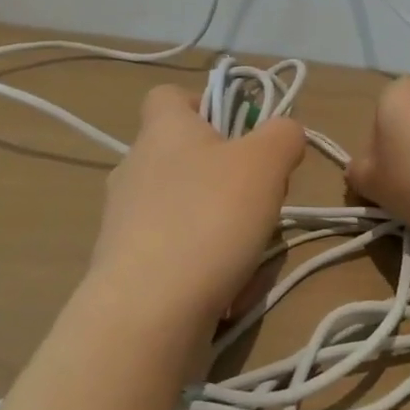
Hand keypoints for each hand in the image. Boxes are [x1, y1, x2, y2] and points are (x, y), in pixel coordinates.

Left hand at [89, 85, 306, 337]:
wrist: (146, 314)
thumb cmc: (209, 217)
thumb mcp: (266, 162)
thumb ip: (284, 135)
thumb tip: (284, 133)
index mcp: (162, 130)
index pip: (169, 95)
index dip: (207, 104)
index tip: (240, 132)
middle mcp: (135, 168)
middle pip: (190, 157)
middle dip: (231, 177)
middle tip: (261, 199)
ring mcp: (124, 221)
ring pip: (189, 210)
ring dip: (225, 227)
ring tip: (249, 253)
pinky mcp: (125, 267)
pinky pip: (178, 253)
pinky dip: (207, 267)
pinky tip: (227, 292)